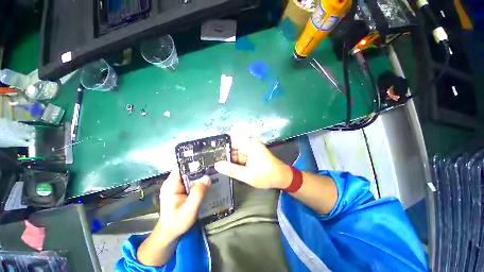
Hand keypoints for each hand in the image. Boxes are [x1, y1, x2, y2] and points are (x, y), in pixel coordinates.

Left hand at [157, 169, 210, 239]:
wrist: (170, 233)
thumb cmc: (177, 223)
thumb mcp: (189, 210)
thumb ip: (197, 194)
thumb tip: (207, 177)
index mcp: (171, 184)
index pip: (182, 166)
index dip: (194, 162)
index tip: (206, 159)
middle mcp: (173, 182)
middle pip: (188, 169)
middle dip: (200, 167)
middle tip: (214, 165)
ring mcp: (177, 185)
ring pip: (191, 175)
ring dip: (201, 174)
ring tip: (214, 170)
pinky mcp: (182, 189)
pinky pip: (192, 181)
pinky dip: (200, 180)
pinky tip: (209, 180)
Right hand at [214, 137, 291, 189]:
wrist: (282, 177)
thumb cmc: (267, 175)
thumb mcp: (248, 175)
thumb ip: (232, 170)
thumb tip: (217, 165)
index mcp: (249, 144)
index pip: (231, 140)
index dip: (220, 144)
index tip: (209, 150)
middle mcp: (249, 143)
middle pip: (232, 145)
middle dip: (222, 152)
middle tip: (209, 158)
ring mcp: (250, 148)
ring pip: (235, 151)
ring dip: (227, 157)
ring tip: (214, 162)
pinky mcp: (251, 154)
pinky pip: (239, 155)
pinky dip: (233, 160)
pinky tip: (225, 165)